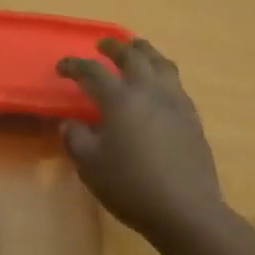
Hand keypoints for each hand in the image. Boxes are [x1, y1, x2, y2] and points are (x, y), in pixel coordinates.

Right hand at [57, 38, 228, 239]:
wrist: (185, 209)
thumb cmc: (131, 187)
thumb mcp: (90, 166)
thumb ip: (76, 139)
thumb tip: (70, 122)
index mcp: (120, 99)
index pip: (92, 72)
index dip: (75, 66)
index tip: (62, 67)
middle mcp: (148, 91)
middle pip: (132, 56)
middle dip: (115, 47)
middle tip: (103, 44)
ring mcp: (175, 101)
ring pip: (160, 63)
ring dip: (145, 51)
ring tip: (137, 49)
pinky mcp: (191, 116)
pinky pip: (175, 82)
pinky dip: (162, 73)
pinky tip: (160, 84)